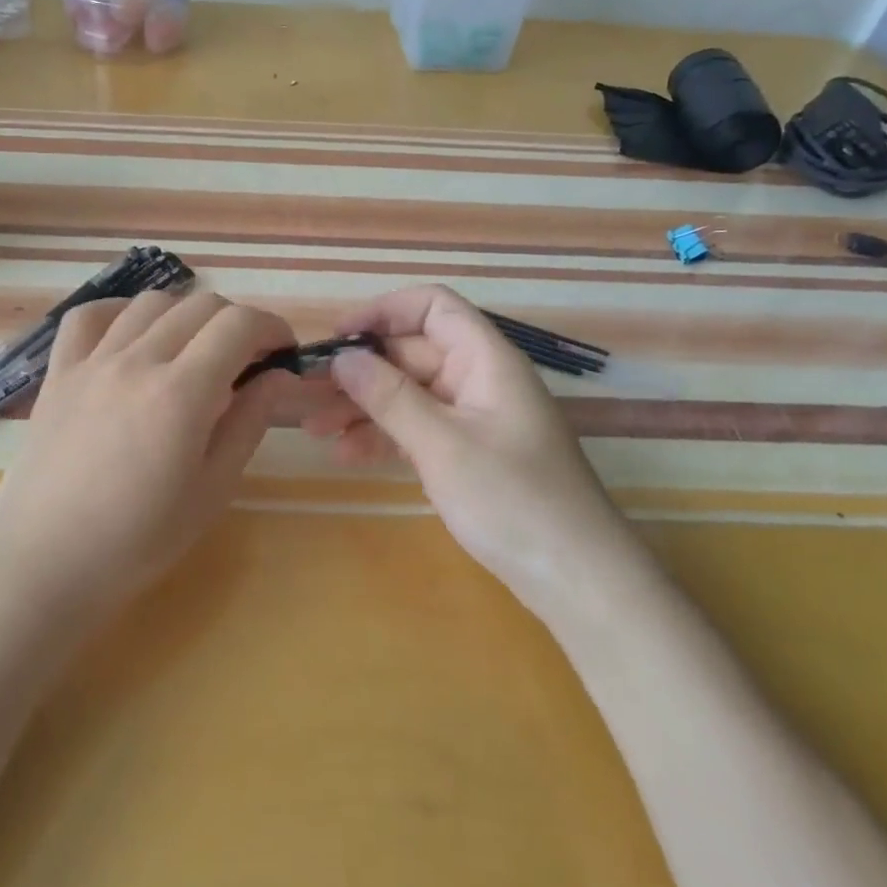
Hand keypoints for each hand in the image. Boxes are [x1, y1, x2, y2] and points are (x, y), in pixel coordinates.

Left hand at [0, 290, 296, 617]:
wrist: (44, 565)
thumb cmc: (137, 541)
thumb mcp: (212, 490)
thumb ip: (249, 423)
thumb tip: (279, 376)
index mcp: (181, 393)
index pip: (238, 325)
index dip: (271, 327)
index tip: (282, 351)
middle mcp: (137, 361)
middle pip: (200, 306)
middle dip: (236, 322)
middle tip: (246, 360)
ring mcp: (92, 362)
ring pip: (150, 303)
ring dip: (186, 315)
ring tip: (193, 350)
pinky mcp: (59, 373)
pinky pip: (88, 316)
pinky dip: (120, 312)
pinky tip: (132, 336)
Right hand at [303, 285, 626, 594]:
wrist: (577, 580)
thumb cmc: (513, 501)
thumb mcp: (443, 445)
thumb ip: (390, 397)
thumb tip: (343, 357)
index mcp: (485, 359)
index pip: (432, 307)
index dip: (383, 312)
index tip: (338, 339)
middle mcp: (480, 379)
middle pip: (412, 353)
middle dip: (361, 370)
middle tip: (309, 394)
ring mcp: (475, 419)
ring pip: (410, 394)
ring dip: (364, 407)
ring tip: (314, 430)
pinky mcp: (470, 454)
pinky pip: (419, 429)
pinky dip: (385, 437)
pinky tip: (346, 455)